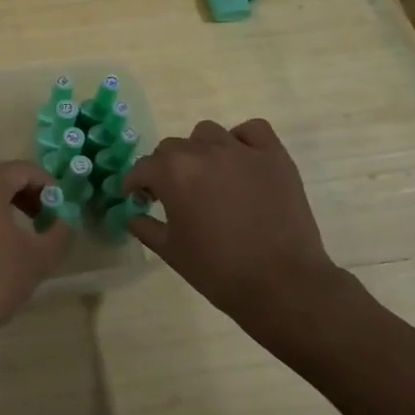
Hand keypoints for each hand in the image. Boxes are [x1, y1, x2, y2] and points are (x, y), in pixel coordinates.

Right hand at [124, 118, 344, 328]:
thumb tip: (133, 215)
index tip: (137, 197)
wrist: (282, 284)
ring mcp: (241, 151)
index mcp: (173, 173)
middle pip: (172, 148)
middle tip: (172, 194)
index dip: (135, 183)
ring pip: (208, 133)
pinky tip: (241, 160)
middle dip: (165, 168)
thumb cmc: (218, 270)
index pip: (143, 168)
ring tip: (207, 175)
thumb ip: (145, 227)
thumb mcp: (170, 252)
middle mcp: (203, 152)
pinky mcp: (274, 156)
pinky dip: (242, 139)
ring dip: (200, 150)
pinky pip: (253, 130)